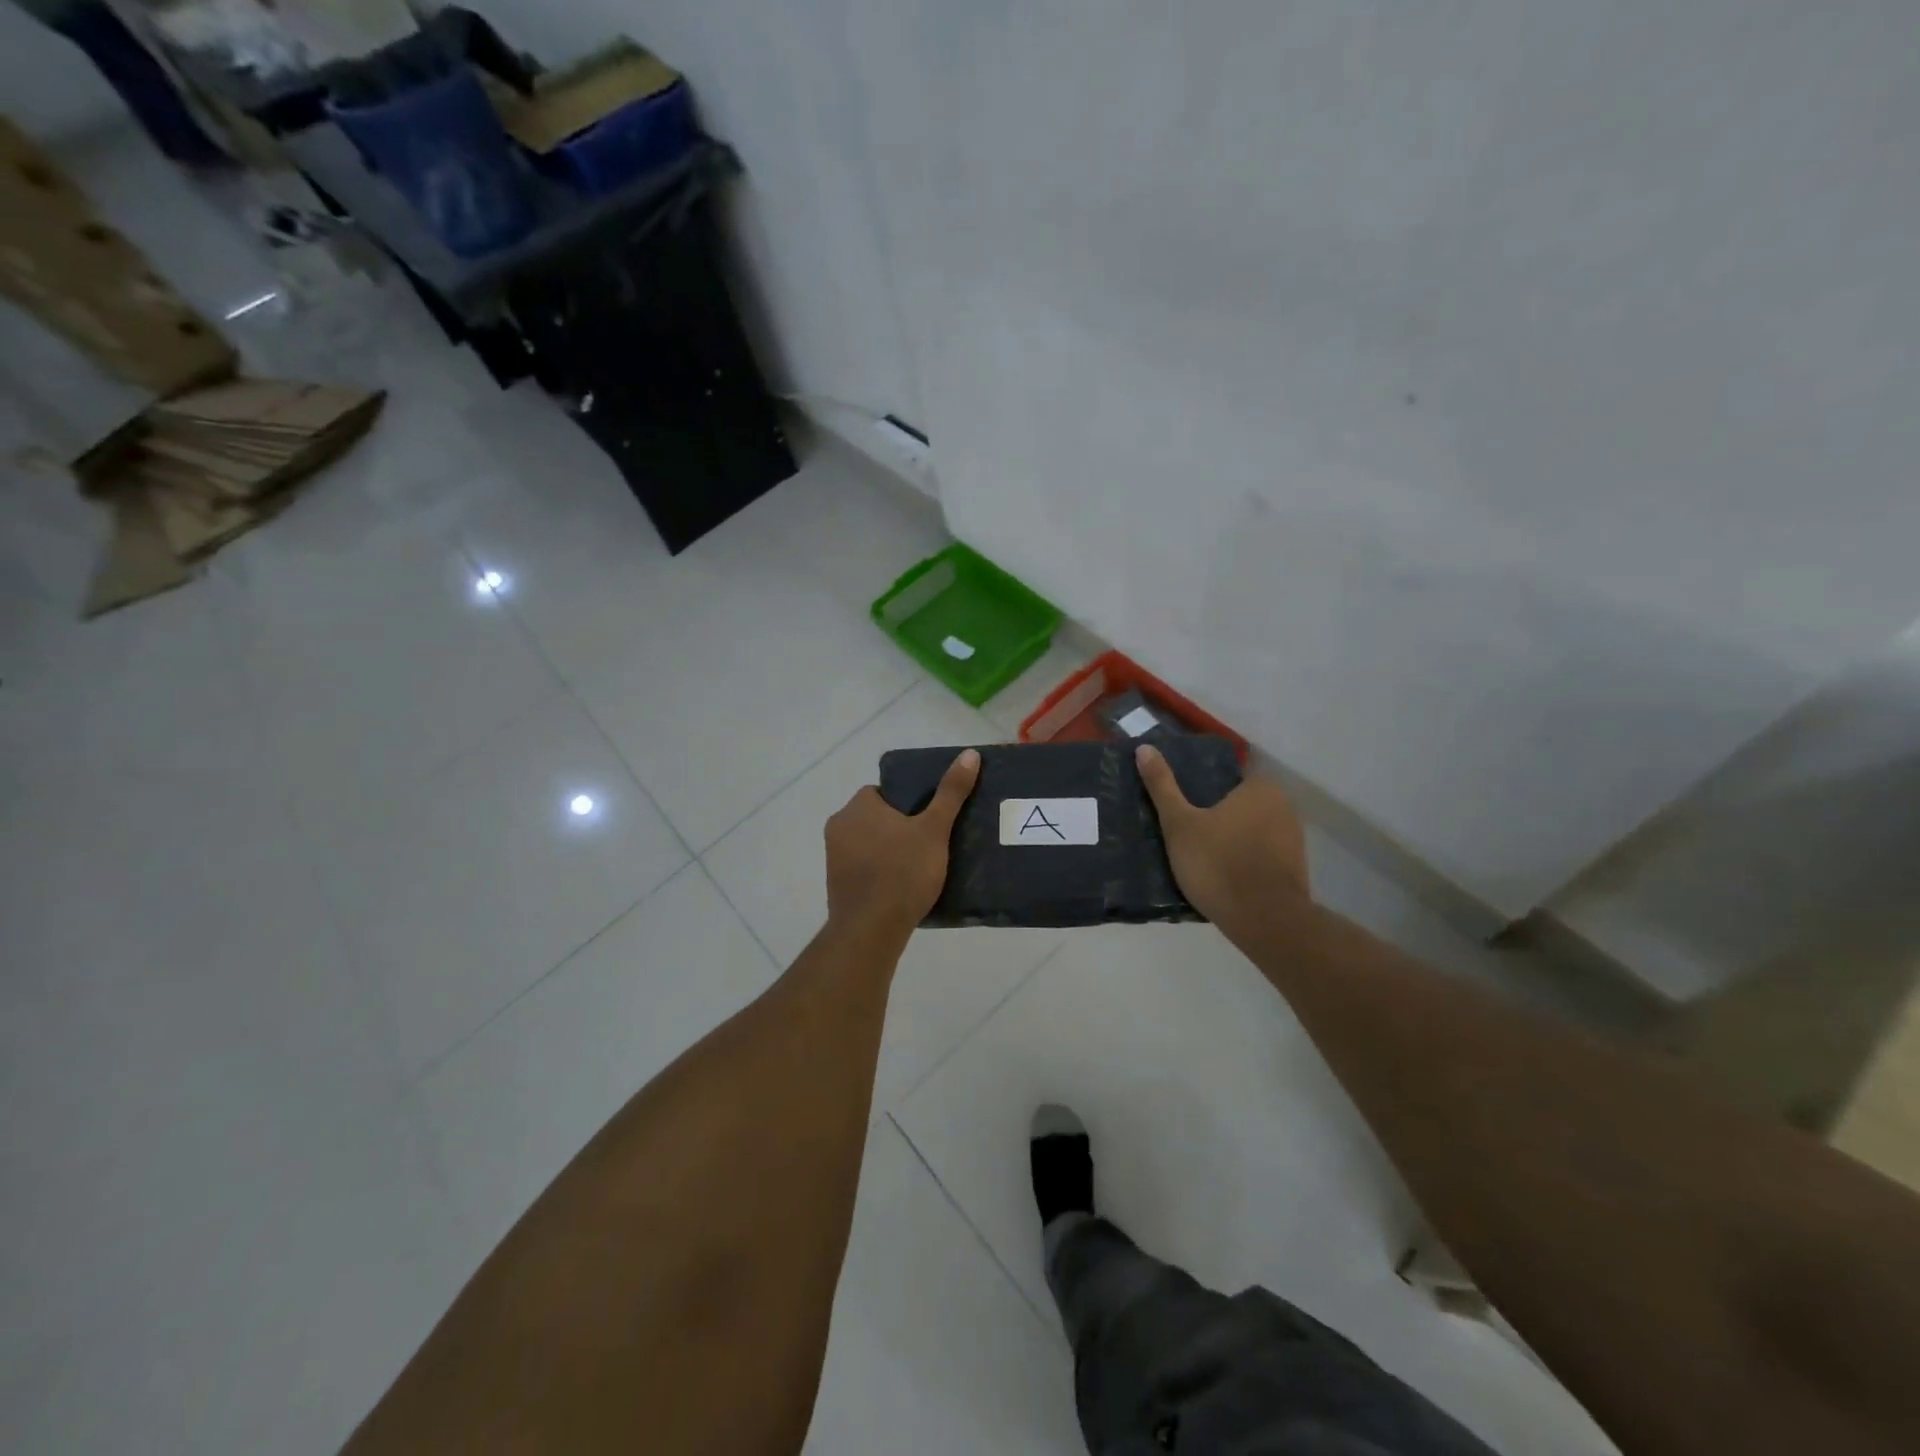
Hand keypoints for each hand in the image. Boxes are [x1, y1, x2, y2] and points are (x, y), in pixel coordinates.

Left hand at [825, 749, 980, 941]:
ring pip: (869, 842)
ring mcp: (833, 857)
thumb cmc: (903, 872)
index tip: (930, 819)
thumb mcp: (934, 830)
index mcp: (857, 806)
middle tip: (930, 842)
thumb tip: (969, 754)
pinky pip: (863, 867)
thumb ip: (950, 793)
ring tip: (920, 865)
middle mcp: (839, 826)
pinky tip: (902, 886)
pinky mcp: (836, 883)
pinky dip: (880, 871)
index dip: (909, 803)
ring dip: (889, 849)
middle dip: (900, 826)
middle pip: (877, 817)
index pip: (884, 792)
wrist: (871, 929)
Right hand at [1136, 744, 1309, 931]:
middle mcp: (1284, 806)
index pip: (1229, 776)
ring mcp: (1294, 839)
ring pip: (1252, 830)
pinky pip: (1261, 854)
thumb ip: (1162, 786)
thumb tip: (1144, 748)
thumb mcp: (1179, 824)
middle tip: (1185, 830)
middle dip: (1217, 814)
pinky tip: (1222, 875)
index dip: (1204, 788)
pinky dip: (1244, 860)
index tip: (1184, 805)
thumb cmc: (1219, 864)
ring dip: (1231, 839)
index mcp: (1260, 788)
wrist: (1265, 921)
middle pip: (1240, 803)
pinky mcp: (1295, 868)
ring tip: (1199, 855)